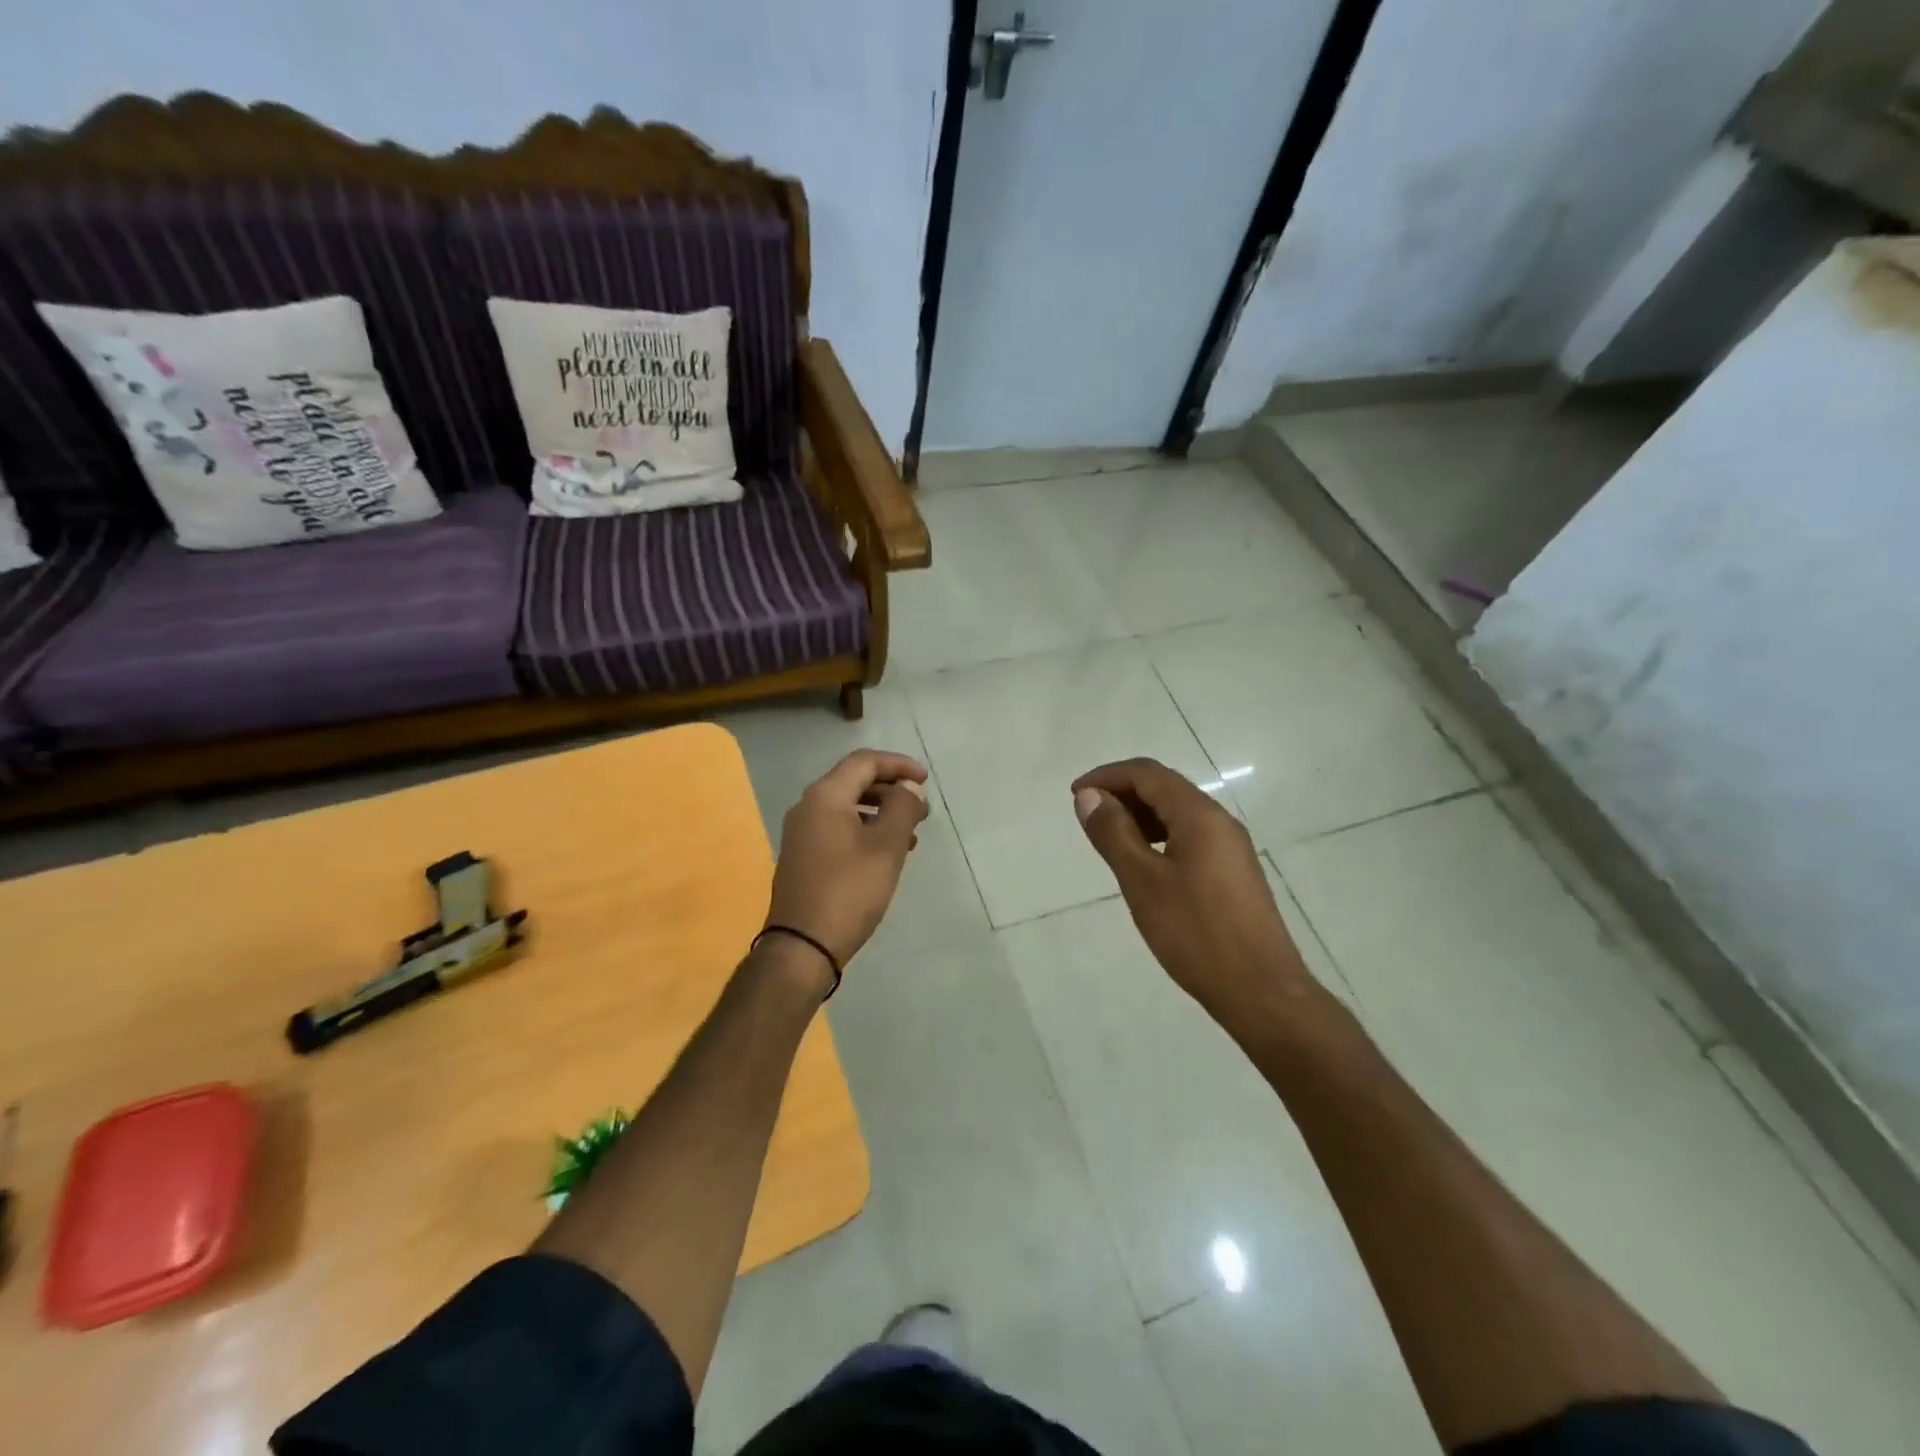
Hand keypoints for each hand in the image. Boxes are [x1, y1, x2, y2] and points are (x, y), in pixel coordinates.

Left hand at [766, 749, 929, 972]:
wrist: (802, 946)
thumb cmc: (849, 891)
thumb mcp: (886, 848)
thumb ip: (902, 809)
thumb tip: (909, 786)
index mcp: (825, 797)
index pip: (864, 762)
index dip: (898, 765)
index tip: (925, 781)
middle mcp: (808, 807)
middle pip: (854, 781)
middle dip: (891, 790)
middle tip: (922, 811)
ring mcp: (802, 833)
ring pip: (847, 807)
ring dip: (881, 812)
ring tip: (911, 835)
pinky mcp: (803, 856)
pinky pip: (838, 828)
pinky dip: (865, 830)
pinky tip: (886, 853)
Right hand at [1073, 758, 1305, 1015]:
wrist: (1260, 991)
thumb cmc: (1196, 933)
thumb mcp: (1143, 882)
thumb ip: (1114, 834)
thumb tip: (1089, 796)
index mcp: (1199, 816)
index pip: (1148, 774)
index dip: (1107, 776)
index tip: (1075, 795)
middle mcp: (1219, 821)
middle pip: (1165, 788)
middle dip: (1123, 793)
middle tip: (1087, 817)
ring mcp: (1230, 847)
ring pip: (1178, 813)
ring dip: (1140, 815)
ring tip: (1108, 839)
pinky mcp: (1233, 872)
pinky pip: (1190, 836)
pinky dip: (1159, 836)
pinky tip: (1142, 863)